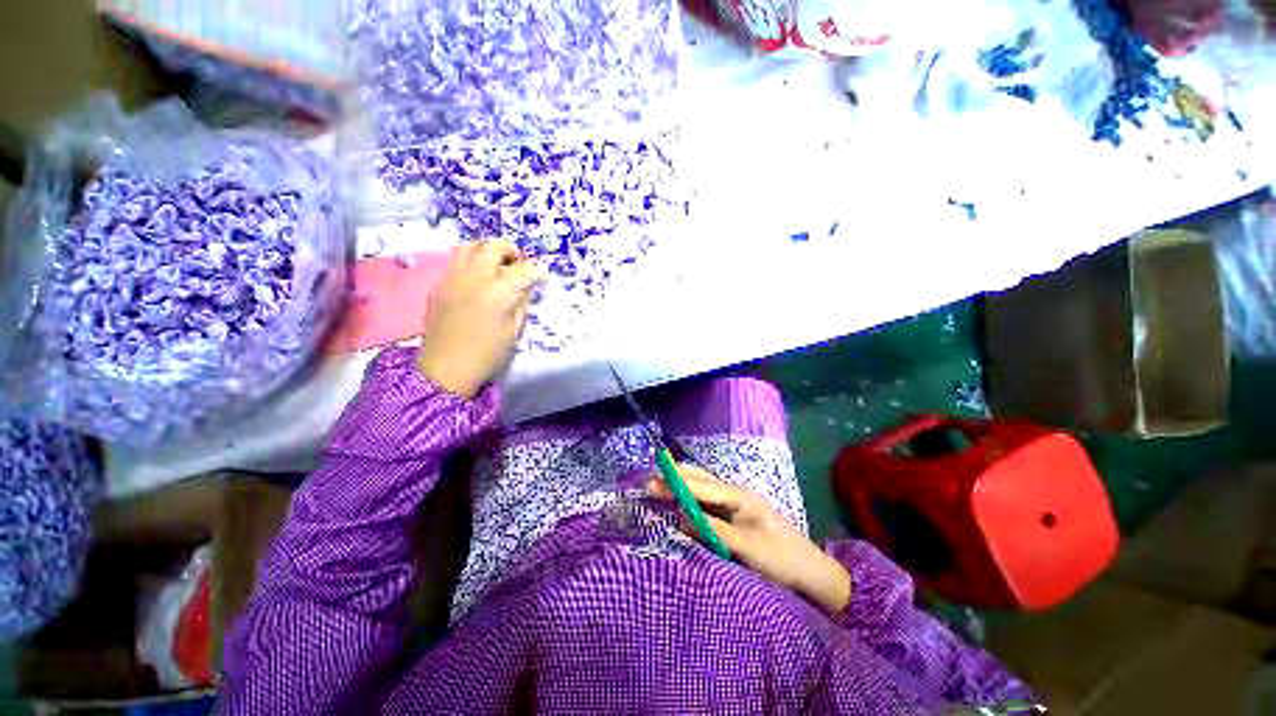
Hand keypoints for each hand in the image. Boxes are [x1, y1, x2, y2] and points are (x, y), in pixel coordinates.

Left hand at [416, 240, 543, 397]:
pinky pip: (455, 261)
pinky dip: (471, 262)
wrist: (446, 368)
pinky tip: (477, 279)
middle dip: (511, 250)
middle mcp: (473, 278)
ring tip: (496, 265)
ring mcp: (452, 278)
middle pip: (493, 246)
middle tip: (518, 264)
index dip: (536, 270)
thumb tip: (523, 287)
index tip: (541, 275)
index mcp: (497, 293)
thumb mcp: (514, 330)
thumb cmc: (487, 353)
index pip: (522, 269)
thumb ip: (521, 303)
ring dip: (487, 251)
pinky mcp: (438, 284)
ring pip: (469, 246)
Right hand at [647, 465, 851, 614]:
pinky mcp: (738, 515)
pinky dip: (693, 497)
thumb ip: (713, 530)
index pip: (701, 486)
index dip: (676, 483)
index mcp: (739, 496)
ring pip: (705, 488)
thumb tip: (681, 517)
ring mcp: (738, 504)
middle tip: (652, 477)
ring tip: (662, 481)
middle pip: (702, 480)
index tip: (653, 479)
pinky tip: (684, 499)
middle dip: (677, 477)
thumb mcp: (746, 547)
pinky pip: (710, 501)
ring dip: (684, 484)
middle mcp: (736, 494)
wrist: (812, 572)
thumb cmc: (780, 558)